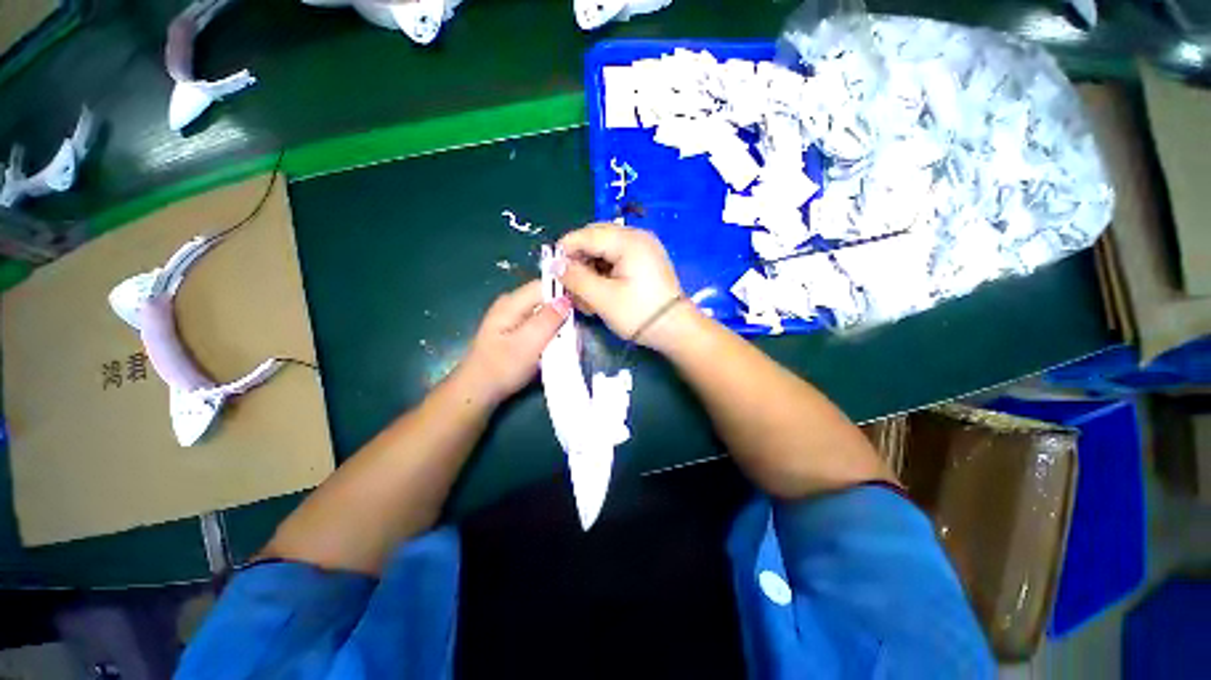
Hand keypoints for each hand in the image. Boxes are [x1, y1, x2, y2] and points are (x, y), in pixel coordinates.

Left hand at [461, 280, 570, 403]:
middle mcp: (512, 305)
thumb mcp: (528, 343)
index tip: (583, 306)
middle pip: (545, 298)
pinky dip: (550, 332)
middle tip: (580, 326)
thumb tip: (567, 299)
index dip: (565, 292)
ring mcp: (513, 318)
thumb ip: (548, 320)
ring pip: (544, 313)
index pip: (544, 285)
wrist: (477, 391)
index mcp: (511, 303)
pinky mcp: (516, 331)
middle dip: (564, 310)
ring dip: (558, 324)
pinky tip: (558, 344)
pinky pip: (539, 325)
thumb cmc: (501, 368)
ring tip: (573, 337)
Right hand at [558, 223, 692, 351]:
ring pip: (604, 252)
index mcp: (628, 241)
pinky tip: (599, 295)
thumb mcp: (603, 298)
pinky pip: (616, 261)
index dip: (565, 250)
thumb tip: (554, 264)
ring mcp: (643, 249)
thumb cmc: (639, 314)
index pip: (587, 235)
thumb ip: (576, 278)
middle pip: (595, 241)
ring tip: (585, 299)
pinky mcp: (645, 262)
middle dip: (579, 263)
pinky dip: (603, 275)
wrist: (676, 330)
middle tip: (570, 288)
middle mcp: (637, 238)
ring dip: (590, 272)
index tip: (552, 271)